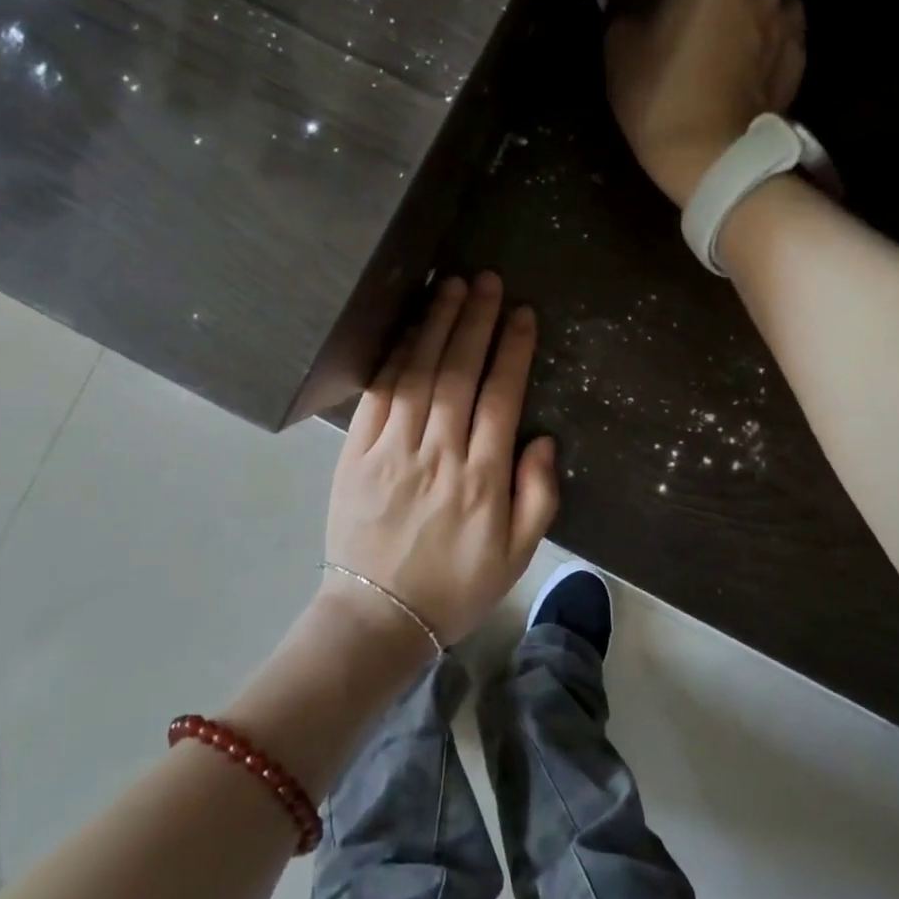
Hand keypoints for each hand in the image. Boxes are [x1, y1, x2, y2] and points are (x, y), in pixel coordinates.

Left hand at [323, 273, 558, 647]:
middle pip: (459, 373)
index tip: (522, 313)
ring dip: (437, 326)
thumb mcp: (517, 555)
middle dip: (476, 321)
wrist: (378, 617)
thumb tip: (542, 438)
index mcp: (483, 479)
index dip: (513, 349)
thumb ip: (538, 495)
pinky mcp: (356, 454)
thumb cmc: (455, 585)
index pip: (502, 397)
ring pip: (419, 374)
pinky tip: (410, 329)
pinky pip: (379, 395)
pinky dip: (396, 357)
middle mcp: (439, 455)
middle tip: (487, 281)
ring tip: (451, 287)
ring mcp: (393, 451)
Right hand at [604, 0, 806, 207]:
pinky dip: (749, 31)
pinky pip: (768, 26)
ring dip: (726, 1)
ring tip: (703, 33)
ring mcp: (787, 15)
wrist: (715, 159)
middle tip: (669, 3)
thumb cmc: (660, 96)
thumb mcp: (620, 43)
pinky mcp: (797, 52)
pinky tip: (729, 59)